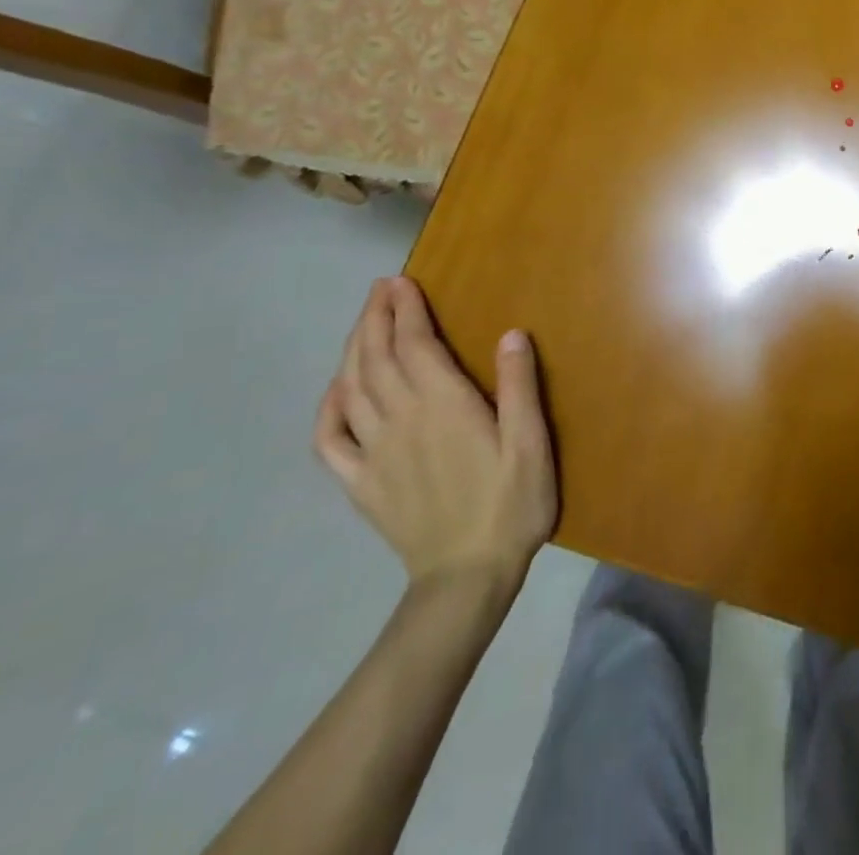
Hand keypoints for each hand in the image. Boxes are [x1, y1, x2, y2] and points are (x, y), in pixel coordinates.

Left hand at [314, 278, 558, 598]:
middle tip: (380, 289)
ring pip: (352, 389)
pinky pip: (330, 440)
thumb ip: (519, 387)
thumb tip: (511, 333)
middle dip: (375, 319)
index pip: (415, 346)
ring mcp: (374, 453)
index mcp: (443, 406)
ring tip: (363, 323)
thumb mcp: (531, 443)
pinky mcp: (361, 483)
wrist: (467, 578)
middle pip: (376, 359)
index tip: (401, 282)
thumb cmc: (511, 504)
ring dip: (353, 349)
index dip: (406, 311)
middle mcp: (401, 421)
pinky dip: (327, 408)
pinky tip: (335, 391)